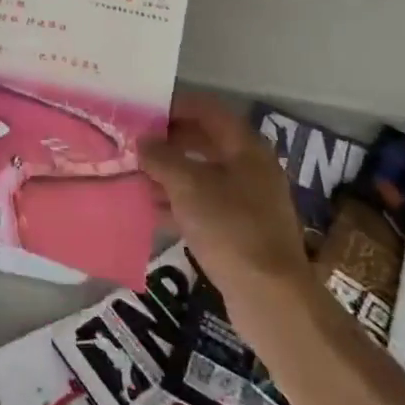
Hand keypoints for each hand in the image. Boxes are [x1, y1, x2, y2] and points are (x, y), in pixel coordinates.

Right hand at [140, 91, 309, 297]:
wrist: (271, 298)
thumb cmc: (230, 228)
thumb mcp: (188, 186)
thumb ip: (161, 158)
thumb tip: (143, 140)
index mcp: (245, 147)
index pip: (207, 109)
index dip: (174, 106)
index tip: (142, 111)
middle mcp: (250, 167)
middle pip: (204, 141)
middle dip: (168, 141)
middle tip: (133, 143)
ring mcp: (248, 201)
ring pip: (202, 175)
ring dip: (169, 173)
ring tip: (134, 175)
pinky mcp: (241, 231)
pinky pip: (204, 205)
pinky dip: (178, 203)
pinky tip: (150, 210)